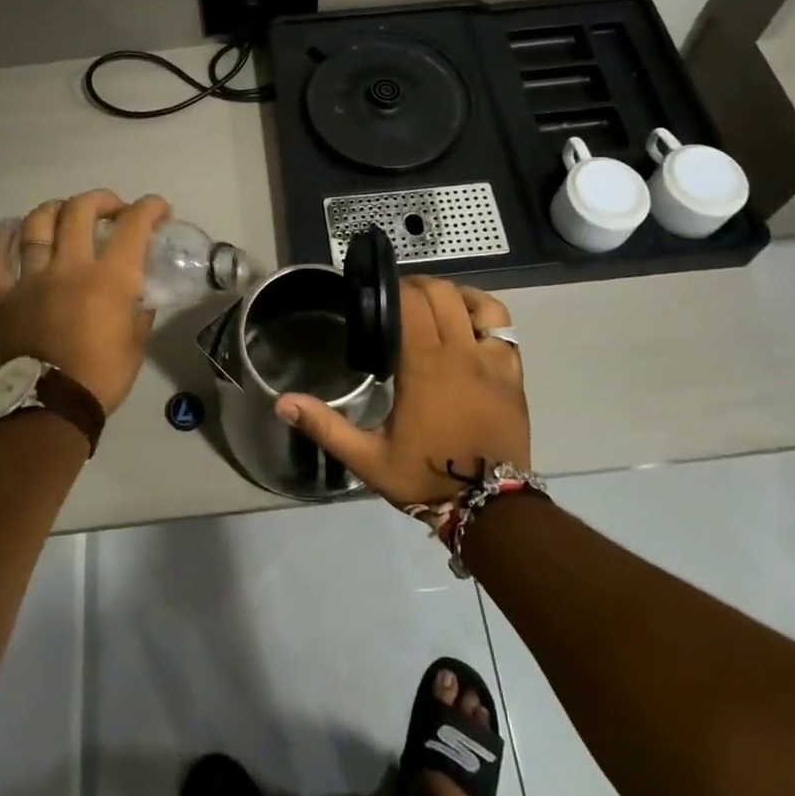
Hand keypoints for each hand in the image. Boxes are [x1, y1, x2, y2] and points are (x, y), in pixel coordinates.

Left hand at [0, 190, 170, 414]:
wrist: (51, 406)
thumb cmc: (103, 375)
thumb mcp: (137, 340)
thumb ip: (140, 308)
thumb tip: (140, 292)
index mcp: (109, 277)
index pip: (133, 224)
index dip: (150, 207)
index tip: (160, 209)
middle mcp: (70, 266)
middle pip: (80, 209)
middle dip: (102, 200)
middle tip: (112, 209)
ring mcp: (33, 278)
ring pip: (37, 224)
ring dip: (55, 209)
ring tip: (65, 213)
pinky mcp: (6, 296)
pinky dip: (3, 242)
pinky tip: (11, 233)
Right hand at [275, 276, 529, 507]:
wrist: (490, 508)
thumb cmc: (426, 477)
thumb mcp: (367, 458)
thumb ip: (325, 426)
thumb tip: (282, 402)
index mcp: (423, 365)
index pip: (410, 303)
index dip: (394, 289)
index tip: (377, 295)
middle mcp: (458, 351)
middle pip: (439, 294)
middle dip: (416, 287)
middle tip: (397, 300)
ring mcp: (490, 359)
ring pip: (471, 301)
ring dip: (449, 293)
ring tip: (431, 303)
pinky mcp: (512, 371)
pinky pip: (500, 323)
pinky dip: (481, 310)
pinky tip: (467, 319)